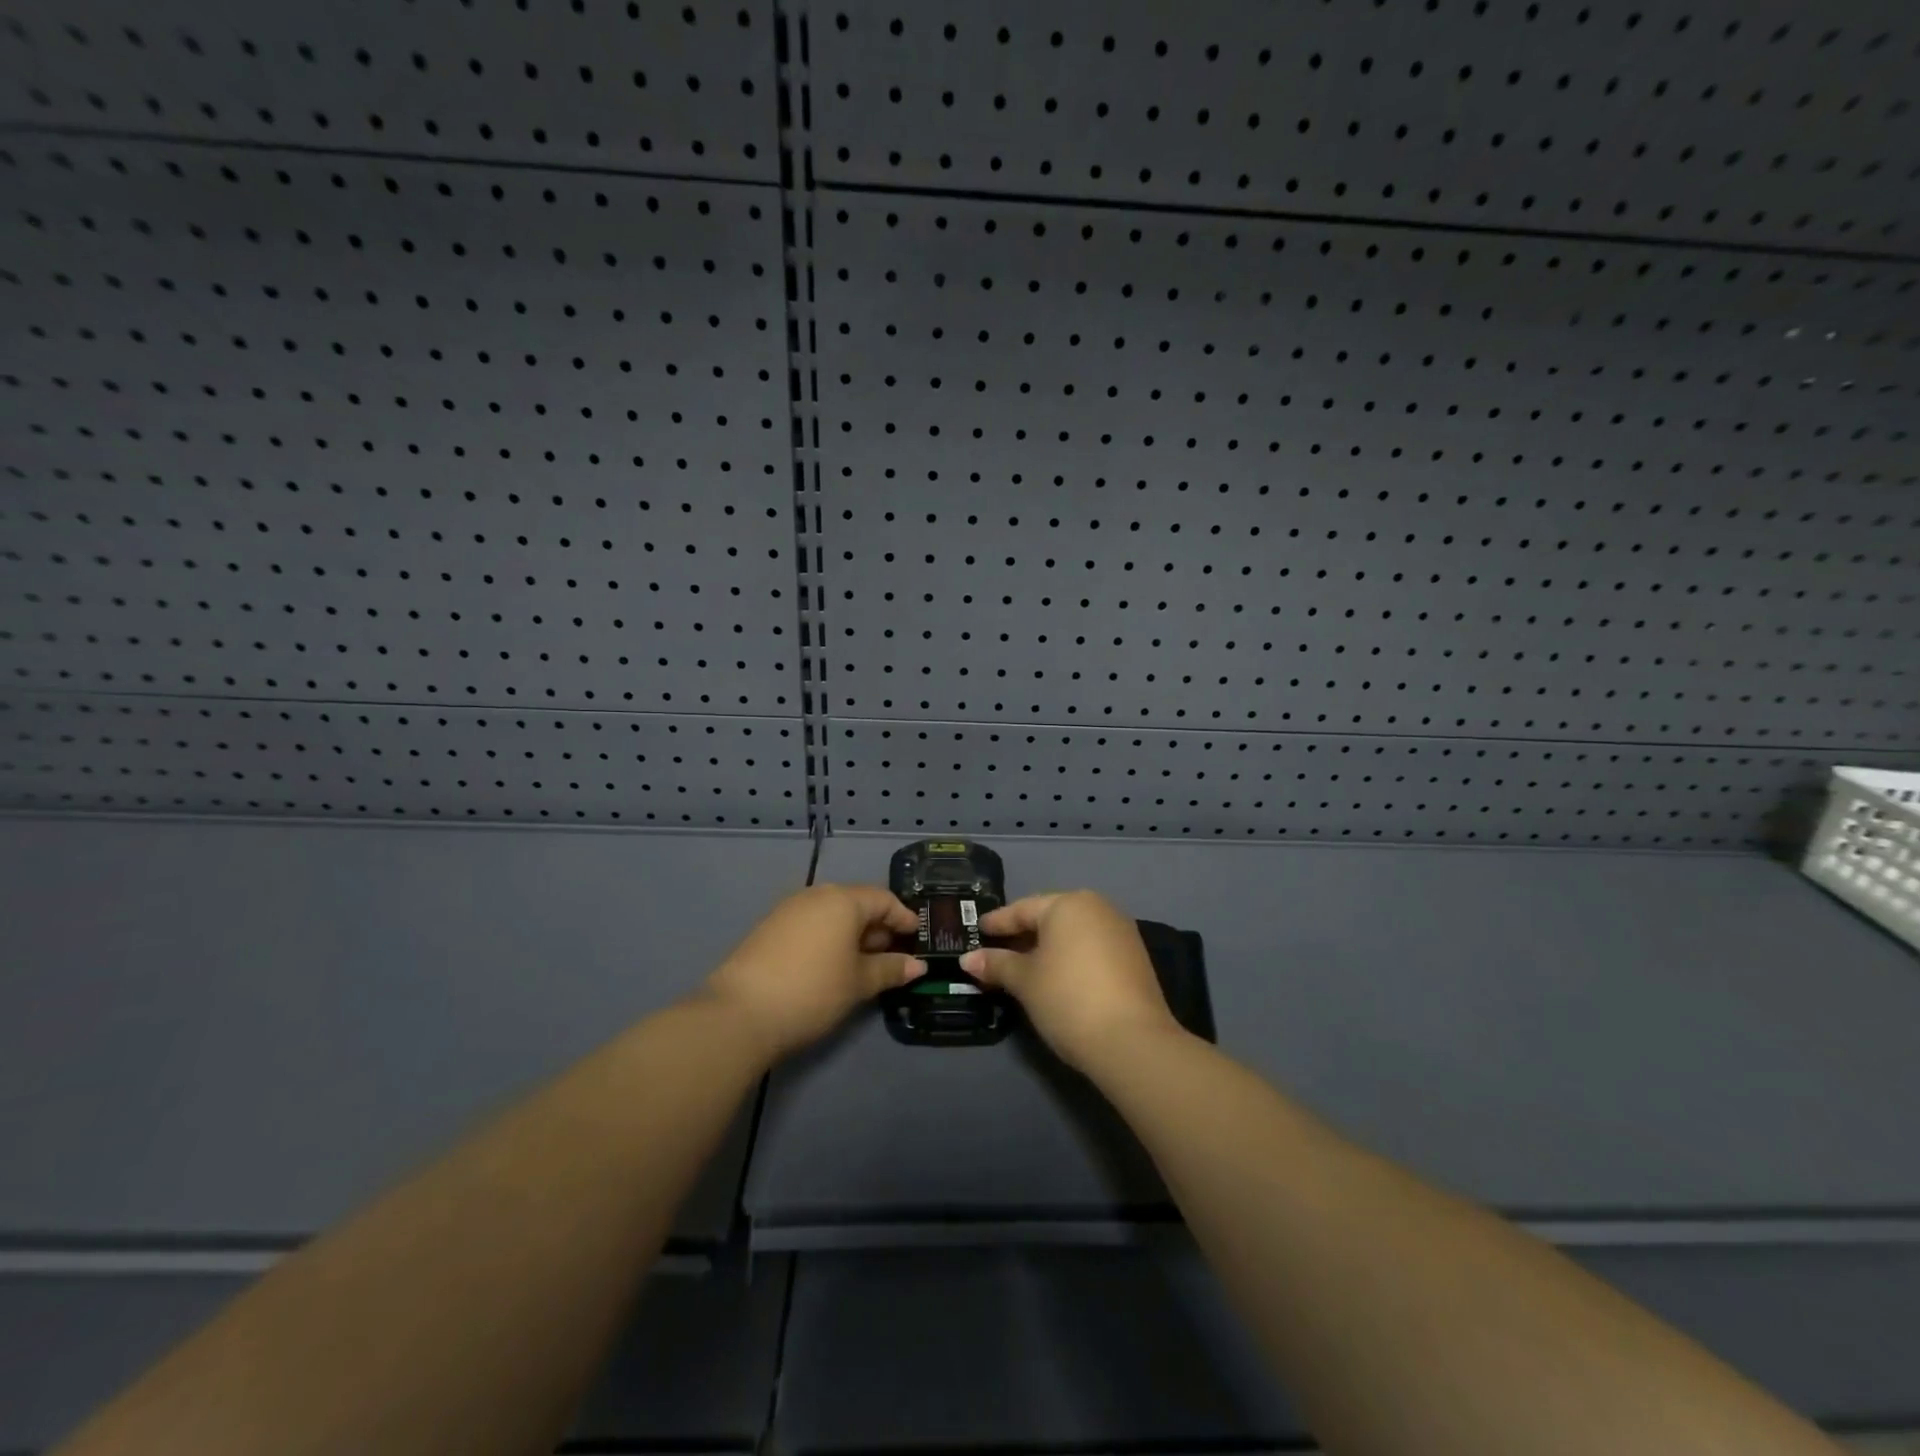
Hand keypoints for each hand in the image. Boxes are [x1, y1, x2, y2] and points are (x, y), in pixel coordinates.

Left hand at [703, 884, 921, 1061]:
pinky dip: (829, 939)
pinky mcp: (769, 928)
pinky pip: (811, 924)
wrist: (739, 1013)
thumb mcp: (858, 983)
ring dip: (853, 934)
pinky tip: (832, 965)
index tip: (918, 937)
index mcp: (843, 900)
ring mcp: (788, 910)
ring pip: (832, 914)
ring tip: (865, 963)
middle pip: (857, 903)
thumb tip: (918, 966)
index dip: (903, 917)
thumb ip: (890, 970)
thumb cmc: (812, 991)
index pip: (883, 899)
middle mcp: (816, 895)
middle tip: (894, 955)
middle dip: (878, 927)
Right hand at [960, 890, 1180, 1071]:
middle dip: (1022, 935)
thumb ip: (997, 964)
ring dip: (1047, 948)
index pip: (1023, 909)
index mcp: (1069, 903)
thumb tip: (968, 959)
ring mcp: (1121, 932)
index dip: (998, 922)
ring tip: (1022, 967)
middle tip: (996, 950)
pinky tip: (1055, 977)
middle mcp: (1098, 908)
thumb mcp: (1025, 981)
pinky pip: (1091, 948)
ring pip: (1072, 934)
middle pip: (1050, 918)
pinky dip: (1070, 958)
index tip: (977, 930)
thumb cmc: (1067, 998)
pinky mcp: (1134, 958)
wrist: (1132, 1041)